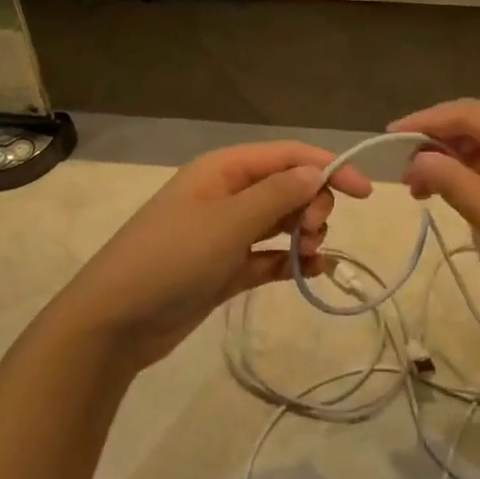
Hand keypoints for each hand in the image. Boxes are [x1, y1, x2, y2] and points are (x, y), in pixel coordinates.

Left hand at [53, 142, 372, 370]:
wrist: (114, 323)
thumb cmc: (172, 259)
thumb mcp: (228, 222)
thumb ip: (277, 195)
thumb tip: (317, 171)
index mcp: (223, 170)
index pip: (287, 156)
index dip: (328, 166)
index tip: (365, 193)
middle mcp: (227, 194)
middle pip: (287, 186)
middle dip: (312, 204)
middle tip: (314, 232)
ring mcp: (225, 233)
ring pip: (281, 221)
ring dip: (304, 234)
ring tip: (309, 256)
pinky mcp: (225, 268)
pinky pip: (269, 256)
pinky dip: (290, 261)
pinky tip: (311, 272)